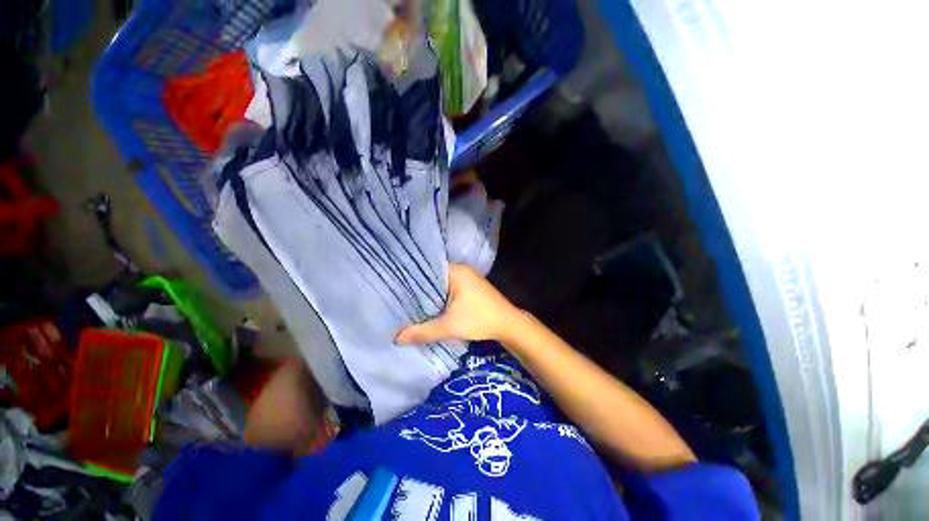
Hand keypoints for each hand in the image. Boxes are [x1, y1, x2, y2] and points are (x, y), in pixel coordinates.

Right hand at [395, 263, 522, 344]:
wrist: (509, 325)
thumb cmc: (480, 319)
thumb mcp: (449, 326)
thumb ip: (423, 331)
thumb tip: (397, 338)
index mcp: (456, 271)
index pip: (427, 270)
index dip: (411, 279)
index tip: (396, 288)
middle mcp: (462, 270)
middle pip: (434, 278)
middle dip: (420, 289)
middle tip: (400, 298)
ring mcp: (468, 278)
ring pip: (443, 285)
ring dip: (431, 295)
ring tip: (410, 303)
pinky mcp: (472, 288)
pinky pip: (451, 289)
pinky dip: (441, 297)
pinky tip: (431, 307)